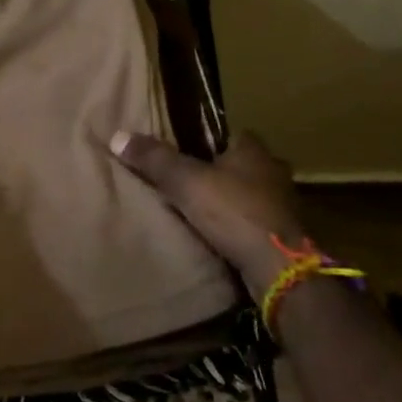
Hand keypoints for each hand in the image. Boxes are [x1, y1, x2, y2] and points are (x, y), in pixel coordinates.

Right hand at [110, 129, 304, 300]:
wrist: (278, 267)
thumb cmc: (233, 211)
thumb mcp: (186, 181)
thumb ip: (154, 159)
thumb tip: (117, 135)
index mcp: (254, 150)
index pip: (233, 134)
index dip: (211, 140)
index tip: (188, 149)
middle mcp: (274, 172)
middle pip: (243, 165)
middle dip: (222, 172)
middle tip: (192, 181)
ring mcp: (284, 205)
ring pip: (252, 194)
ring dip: (233, 200)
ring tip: (202, 210)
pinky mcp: (285, 236)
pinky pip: (256, 222)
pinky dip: (240, 225)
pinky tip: (221, 235)